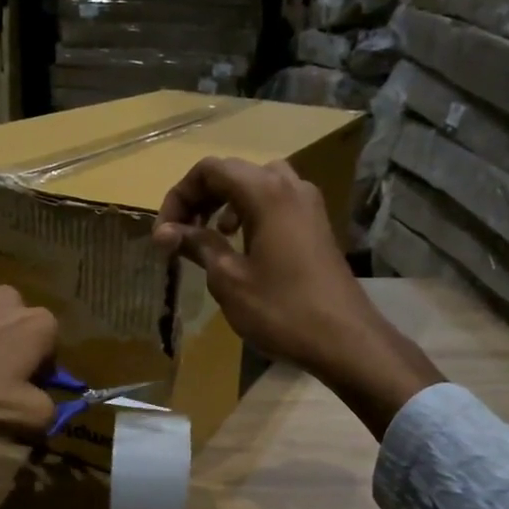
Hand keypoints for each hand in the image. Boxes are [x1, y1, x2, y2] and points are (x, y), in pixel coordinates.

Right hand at [153, 157, 442, 436]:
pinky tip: (242, 246)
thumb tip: (167, 232)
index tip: (164, 234)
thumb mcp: (228, 278)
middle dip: (200, 199)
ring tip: (209, 236)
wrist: (344, 339)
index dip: (179, 196)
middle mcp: (289, 185)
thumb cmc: (281, 309)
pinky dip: (250, 214)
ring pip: (257, 185)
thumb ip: (197, 245)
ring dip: (225, 204)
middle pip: (233, 173)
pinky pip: (276, 203)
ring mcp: (308, 204)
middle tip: (179, 234)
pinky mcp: (317, 225)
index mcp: (265, 191)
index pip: (209, 170)